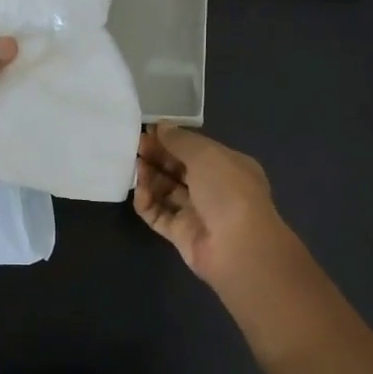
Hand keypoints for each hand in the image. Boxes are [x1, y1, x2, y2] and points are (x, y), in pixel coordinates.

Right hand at [134, 124, 292, 288]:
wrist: (237, 247)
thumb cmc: (227, 191)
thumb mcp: (206, 155)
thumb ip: (180, 140)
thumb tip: (160, 126)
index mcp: (228, 166)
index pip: (195, 149)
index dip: (172, 140)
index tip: (147, 131)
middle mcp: (214, 189)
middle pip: (179, 169)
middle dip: (157, 157)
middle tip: (134, 147)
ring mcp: (197, 213)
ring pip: (167, 191)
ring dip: (150, 178)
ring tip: (135, 167)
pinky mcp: (181, 235)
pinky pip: (159, 215)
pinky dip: (148, 203)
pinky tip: (140, 192)